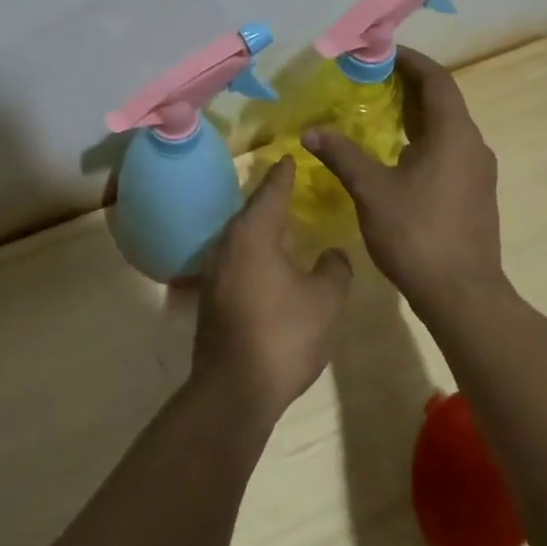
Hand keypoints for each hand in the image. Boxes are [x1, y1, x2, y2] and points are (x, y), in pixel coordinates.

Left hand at [191, 156, 351, 425]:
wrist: (234, 388)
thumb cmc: (284, 335)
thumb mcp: (324, 300)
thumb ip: (334, 269)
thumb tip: (333, 253)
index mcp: (253, 234)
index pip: (271, 192)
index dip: (283, 174)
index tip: (289, 156)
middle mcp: (227, 244)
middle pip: (251, 212)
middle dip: (270, 199)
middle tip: (289, 185)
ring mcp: (215, 272)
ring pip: (242, 238)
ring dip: (261, 228)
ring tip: (283, 224)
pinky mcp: (212, 297)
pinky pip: (237, 260)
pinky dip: (254, 253)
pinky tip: (269, 264)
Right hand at [302, 48, 510, 330]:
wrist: (462, 294)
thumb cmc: (416, 233)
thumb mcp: (371, 190)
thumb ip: (342, 155)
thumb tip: (312, 131)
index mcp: (454, 134)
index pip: (437, 80)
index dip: (411, 61)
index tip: (382, 52)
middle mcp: (473, 145)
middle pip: (444, 101)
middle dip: (410, 86)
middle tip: (372, 79)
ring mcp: (478, 172)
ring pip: (447, 128)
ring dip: (417, 115)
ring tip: (380, 112)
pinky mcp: (476, 194)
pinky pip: (449, 150)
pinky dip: (424, 140)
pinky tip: (397, 155)